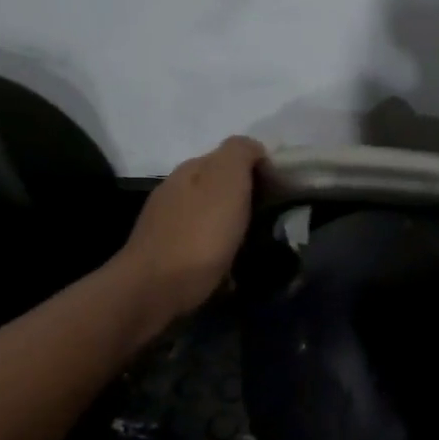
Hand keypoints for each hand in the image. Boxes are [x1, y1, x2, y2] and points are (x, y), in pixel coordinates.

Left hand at [120, 136, 265, 325]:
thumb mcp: (226, 180)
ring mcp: (168, 223)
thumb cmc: (199, 234)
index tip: (284, 193)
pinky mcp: (168, 254)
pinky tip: (231, 264)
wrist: (154, 290)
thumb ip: (240, 153)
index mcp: (191, 169)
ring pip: (212, 215)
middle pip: (222, 186)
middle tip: (275, 220)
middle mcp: (176, 190)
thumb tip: (254, 149)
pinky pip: (203, 243)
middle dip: (248, 198)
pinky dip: (219, 248)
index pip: (233, 156)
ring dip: (234, 224)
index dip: (262, 170)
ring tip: (257, 244)